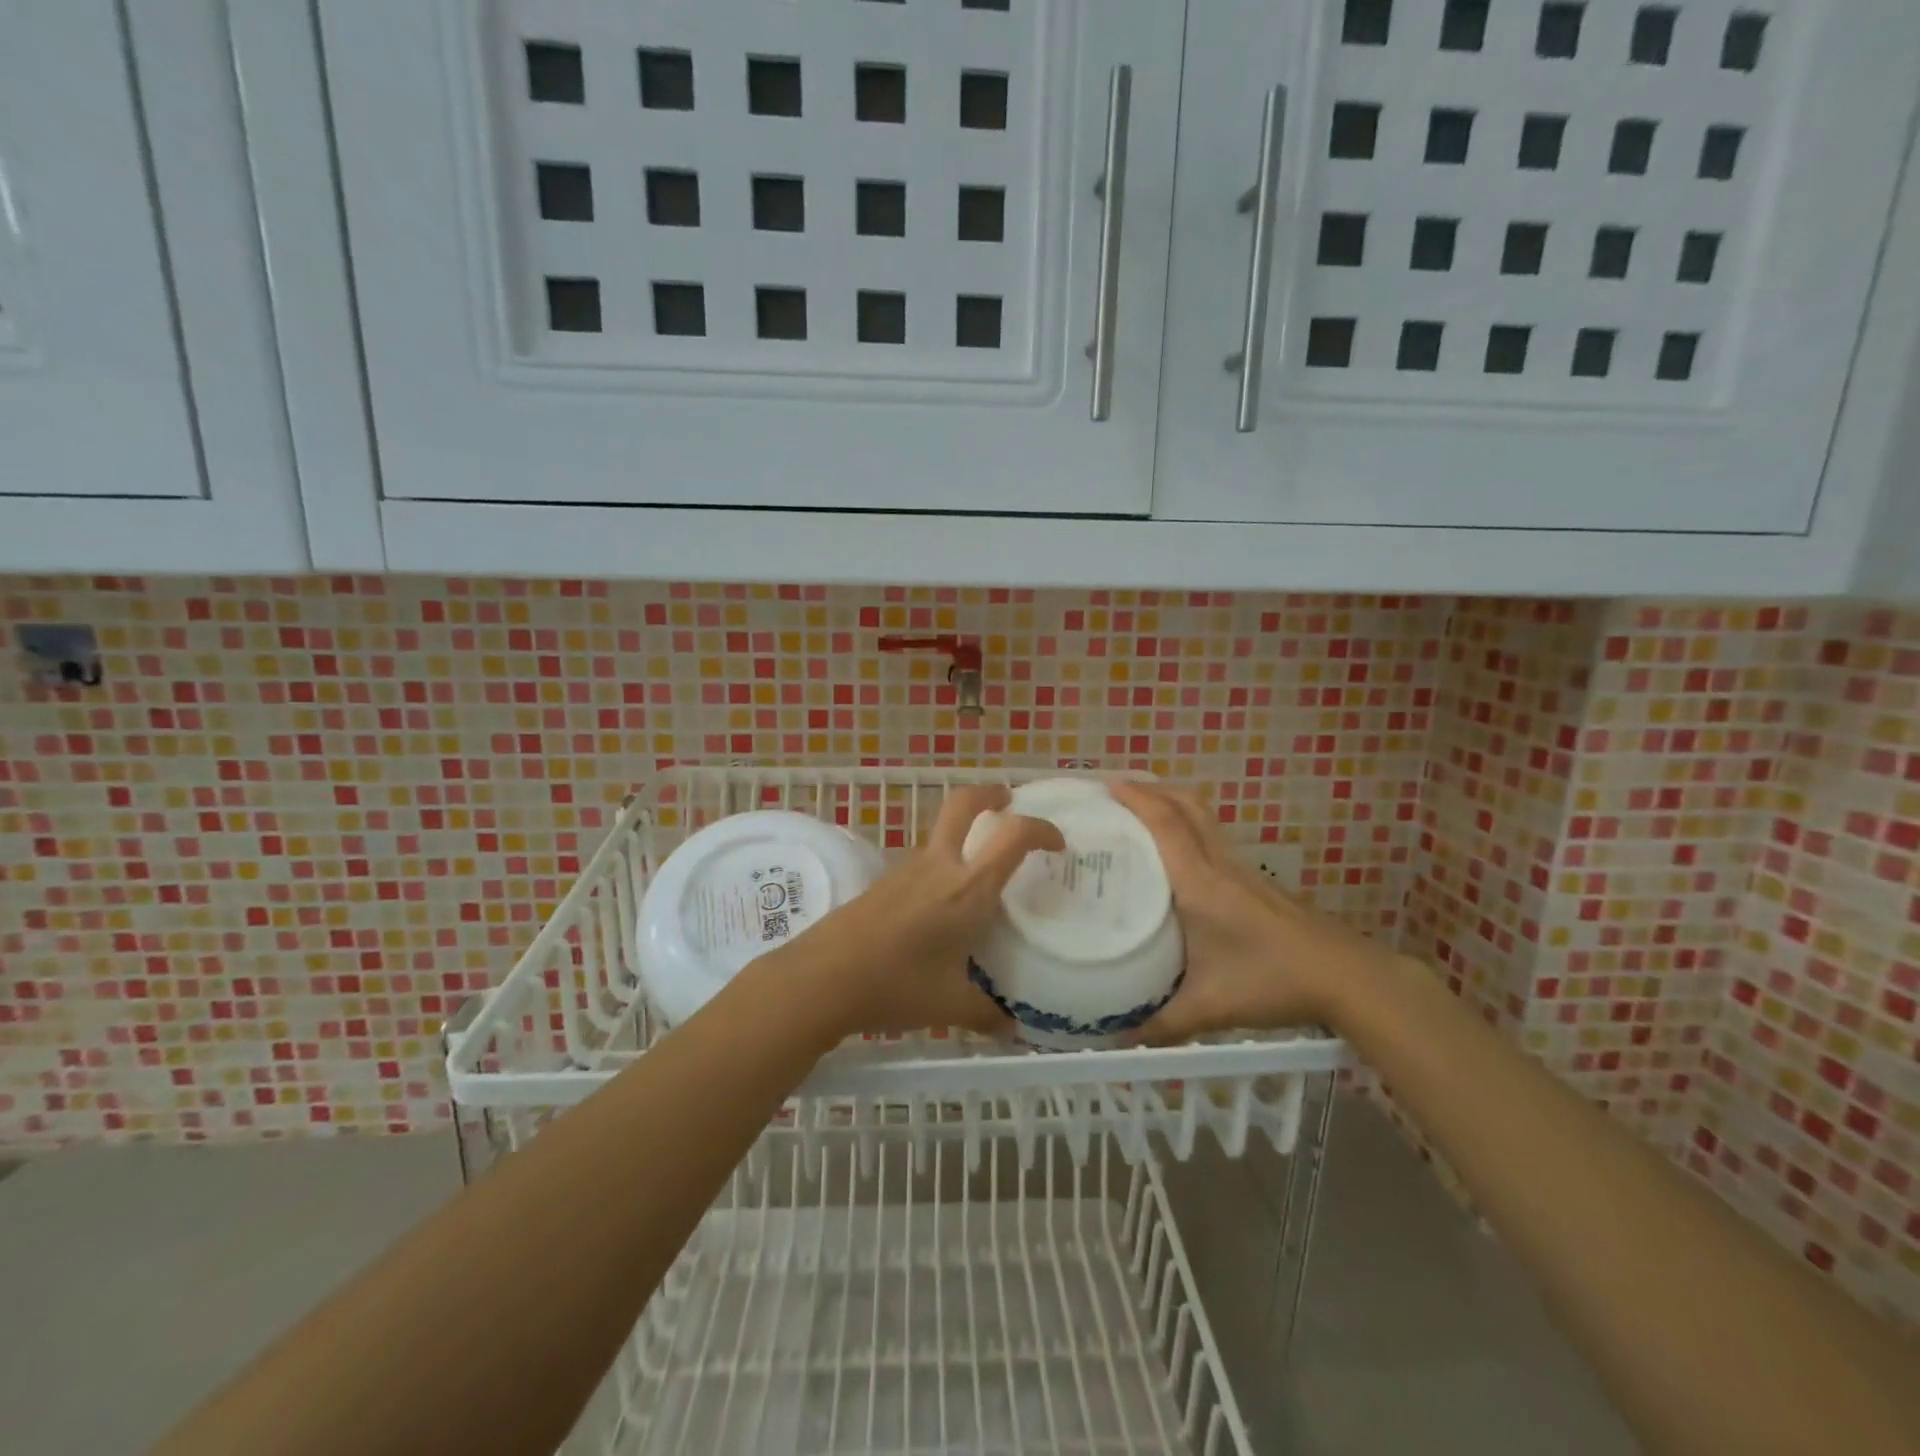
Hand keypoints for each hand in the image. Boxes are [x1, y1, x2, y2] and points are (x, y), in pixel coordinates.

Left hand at [773, 784, 1065, 1037]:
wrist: (823, 977)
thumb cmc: (896, 985)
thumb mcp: (949, 1005)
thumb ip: (987, 1014)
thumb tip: (1012, 1029)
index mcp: (968, 888)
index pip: (1013, 836)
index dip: (1041, 830)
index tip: (1057, 845)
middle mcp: (939, 865)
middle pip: (964, 803)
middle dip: (990, 794)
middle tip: (1008, 800)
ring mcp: (906, 868)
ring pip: (941, 832)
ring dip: (964, 833)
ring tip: (980, 867)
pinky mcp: (884, 880)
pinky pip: (923, 860)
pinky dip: (942, 863)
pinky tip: (941, 903)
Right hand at [1109, 780, 1393, 1043]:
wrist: (1346, 976)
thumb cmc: (1273, 981)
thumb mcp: (1210, 1007)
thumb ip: (1161, 1025)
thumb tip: (1116, 1043)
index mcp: (1200, 883)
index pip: (1166, 824)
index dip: (1136, 797)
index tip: (1105, 783)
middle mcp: (1219, 864)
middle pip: (1187, 805)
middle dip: (1152, 788)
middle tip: (1116, 790)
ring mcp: (1241, 869)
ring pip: (1203, 818)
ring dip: (1171, 804)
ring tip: (1139, 813)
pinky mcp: (1254, 881)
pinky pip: (1213, 838)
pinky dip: (1188, 827)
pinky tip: (1177, 856)